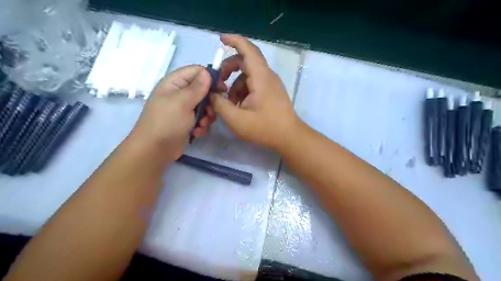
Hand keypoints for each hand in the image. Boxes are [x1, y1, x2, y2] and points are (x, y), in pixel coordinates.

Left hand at [127, 65, 213, 160]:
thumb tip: (208, 72)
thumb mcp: (182, 102)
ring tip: (202, 125)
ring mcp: (184, 109)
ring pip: (205, 106)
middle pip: (203, 90)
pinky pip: (201, 119)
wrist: (155, 150)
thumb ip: (197, 87)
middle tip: (212, 112)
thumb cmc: (167, 122)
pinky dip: (201, 125)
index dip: (210, 78)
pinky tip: (196, 132)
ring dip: (207, 116)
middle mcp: (180, 93)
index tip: (222, 89)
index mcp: (174, 83)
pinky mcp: (187, 122)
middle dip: (210, 102)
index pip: (197, 71)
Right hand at [209, 33, 298, 148]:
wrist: (289, 138)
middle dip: (229, 69)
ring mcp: (271, 85)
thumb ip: (220, 104)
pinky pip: (254, 85)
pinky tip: (239, 107)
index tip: (220, 40)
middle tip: (218, 83)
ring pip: (248, 76)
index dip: (234, 41)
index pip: (248, 50)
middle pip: (245, 62)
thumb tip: (212, 94)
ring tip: (229, 103)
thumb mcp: (236, 119)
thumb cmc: (264, 128)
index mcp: (261, 77)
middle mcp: (267, 76)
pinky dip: (243, 92)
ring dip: (235, 85)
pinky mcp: (272, 93)